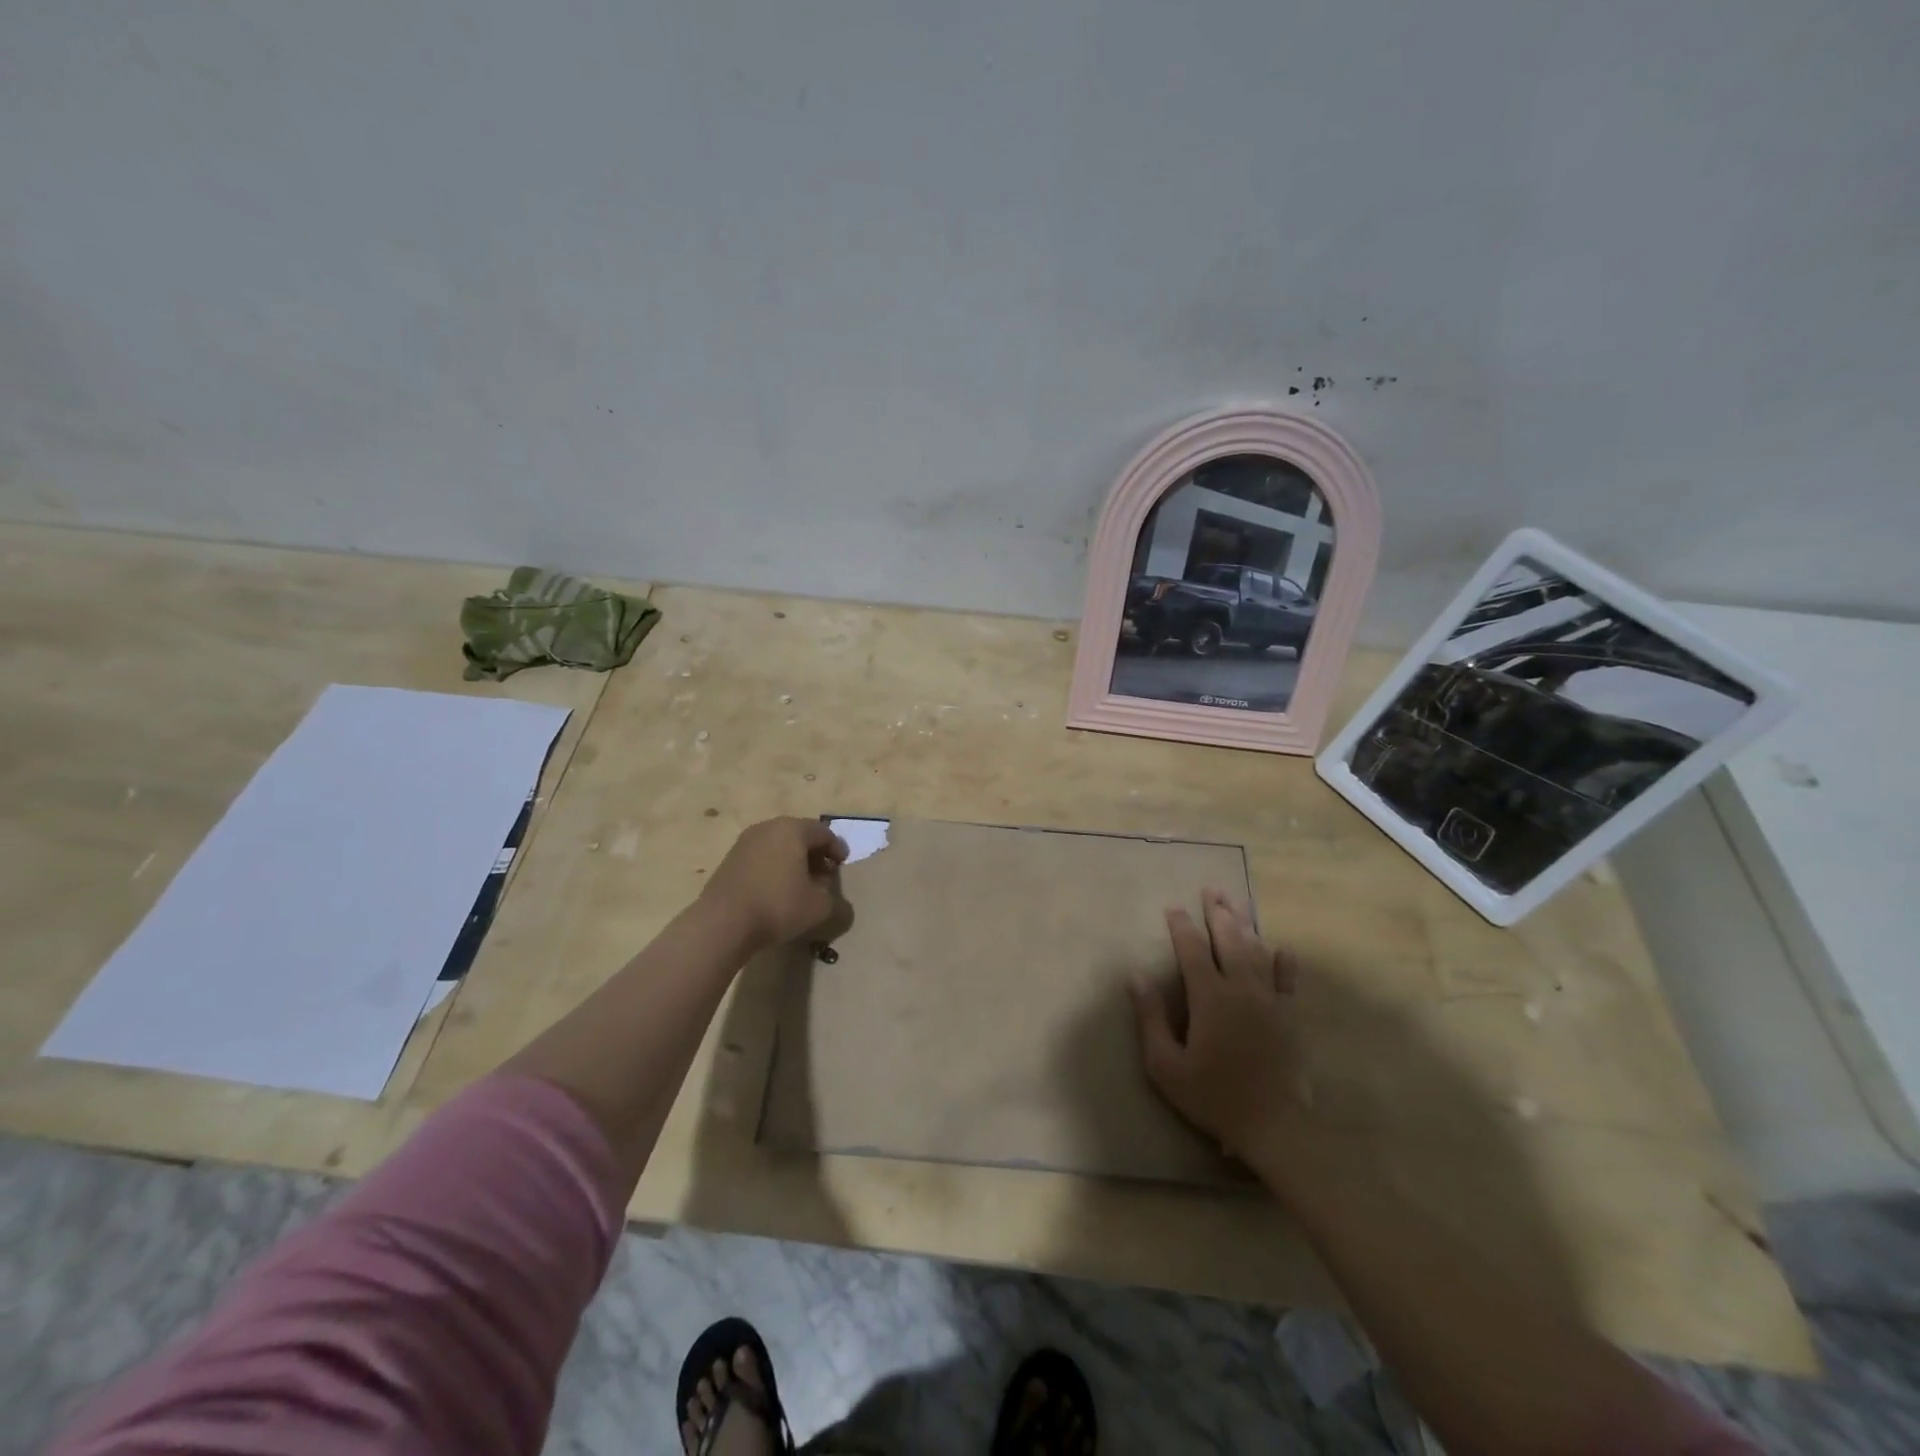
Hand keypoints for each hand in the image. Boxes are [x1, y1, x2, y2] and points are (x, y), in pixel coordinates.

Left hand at [700, 817, 849, 950]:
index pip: (823, 832)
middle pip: (799, 835)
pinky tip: (776, 889)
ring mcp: (745, 842)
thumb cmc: (778, 906)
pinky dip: (774, 867)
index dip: (837, 848)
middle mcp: (768, 828)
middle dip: (814, 853)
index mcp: (792, 830)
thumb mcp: (819, 907)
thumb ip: (834, 899)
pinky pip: (761, 857)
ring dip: (793, 860)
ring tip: (801, 883)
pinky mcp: (730, 859)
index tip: (843, 864)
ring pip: (778, 845)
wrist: (723, 922)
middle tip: (824, 873)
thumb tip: (829, 895)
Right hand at [1129, 887, 1305, 1162]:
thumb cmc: (1213, 1096)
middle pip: (1229, 941)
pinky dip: (1284, 962)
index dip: (1181, 927)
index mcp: (1210, 997)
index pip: (1193, 950)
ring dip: (1245, 926)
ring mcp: (1270, 1001)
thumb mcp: (1166, 1065)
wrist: (1274, 1127)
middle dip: (1218, 914)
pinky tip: (1282, 947)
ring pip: (1257, 953)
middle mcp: (1241, 989)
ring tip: (1236, 904)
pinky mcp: (1290, 1018)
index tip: (1172, 907)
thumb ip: (1151, 1018)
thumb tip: (1136, 976)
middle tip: (1211, 890)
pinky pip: (1288, 982)